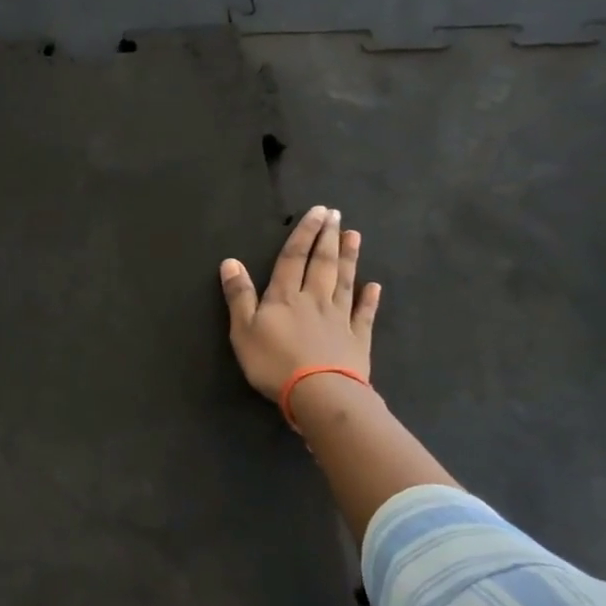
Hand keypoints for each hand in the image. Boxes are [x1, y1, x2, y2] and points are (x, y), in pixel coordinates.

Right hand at [220, 206, 381, 401]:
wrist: (319, 394)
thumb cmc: (273, 363)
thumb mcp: (243, 331)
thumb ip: (239, 296)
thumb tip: (230, 262)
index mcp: (285, 297)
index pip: (293, 258)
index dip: (303, 234)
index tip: (316, 212)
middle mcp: (314, 300)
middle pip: (322, 264)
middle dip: (328, 238)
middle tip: (336, 215)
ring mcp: (339, 319)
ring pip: (344, 282)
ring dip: (349, 258)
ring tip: (354, 236)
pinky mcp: (357, 340)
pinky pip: (363, 315)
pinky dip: (369, 299)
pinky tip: (374, 286)